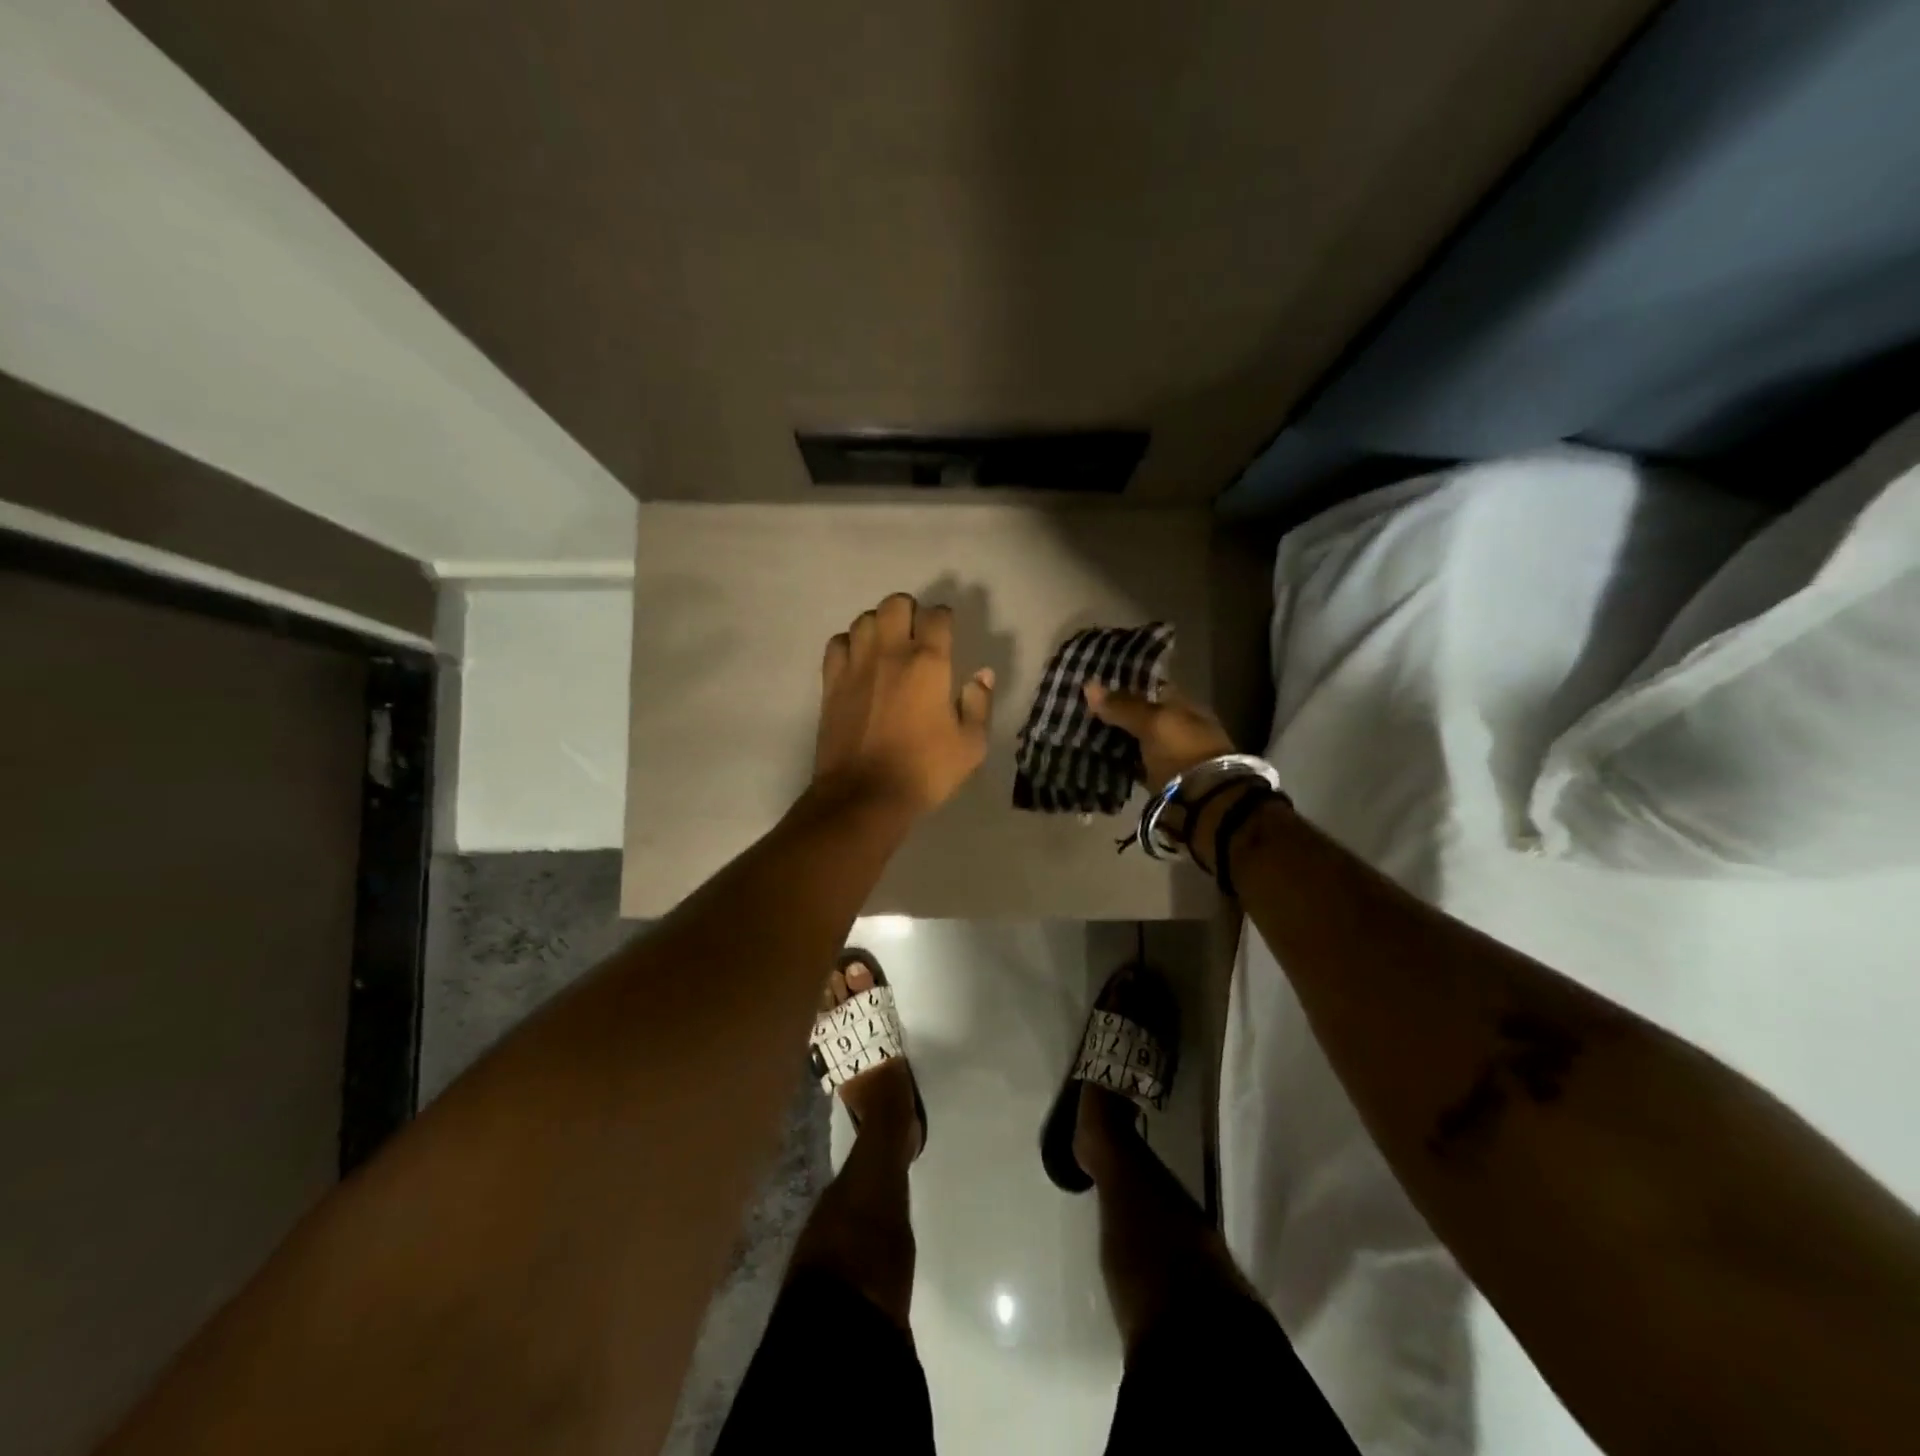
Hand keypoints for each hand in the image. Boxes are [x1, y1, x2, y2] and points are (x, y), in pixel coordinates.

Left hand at [815, 593, 995, 815]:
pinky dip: (850, 644)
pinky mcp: (831, 682)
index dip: (944, 618)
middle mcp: (890, 653)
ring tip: (887, 646)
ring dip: (879, 625)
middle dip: (910, 611)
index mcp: (929, 664)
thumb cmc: (924, 771)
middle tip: (917, 635)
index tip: (947, 632)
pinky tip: (858, 662)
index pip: (937, 617)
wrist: (864, 796)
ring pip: (864, 619)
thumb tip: (982, 675)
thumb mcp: (971, 745)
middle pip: (896, 604)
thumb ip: (979, 704)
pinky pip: (837, 643)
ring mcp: (856, 665)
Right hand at [1084, 681, 1234, 790]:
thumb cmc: (1182, 751)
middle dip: (1115, 716)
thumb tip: (1088, 685)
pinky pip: (1133, 767)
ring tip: (1081, 735)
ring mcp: (1170, 757)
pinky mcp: (1159, 782)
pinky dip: (1117, 764)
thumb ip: (1123, 706)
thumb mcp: (1153, 722)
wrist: (1203, 802)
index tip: (1095, 687)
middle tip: (1081, 712)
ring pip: (1135, 743)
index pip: (1151, 690)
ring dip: (1114, 741)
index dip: (1125, 686)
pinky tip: (1095, 761)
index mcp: (1185, 708)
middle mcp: (1179, 730)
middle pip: (1141, 718)